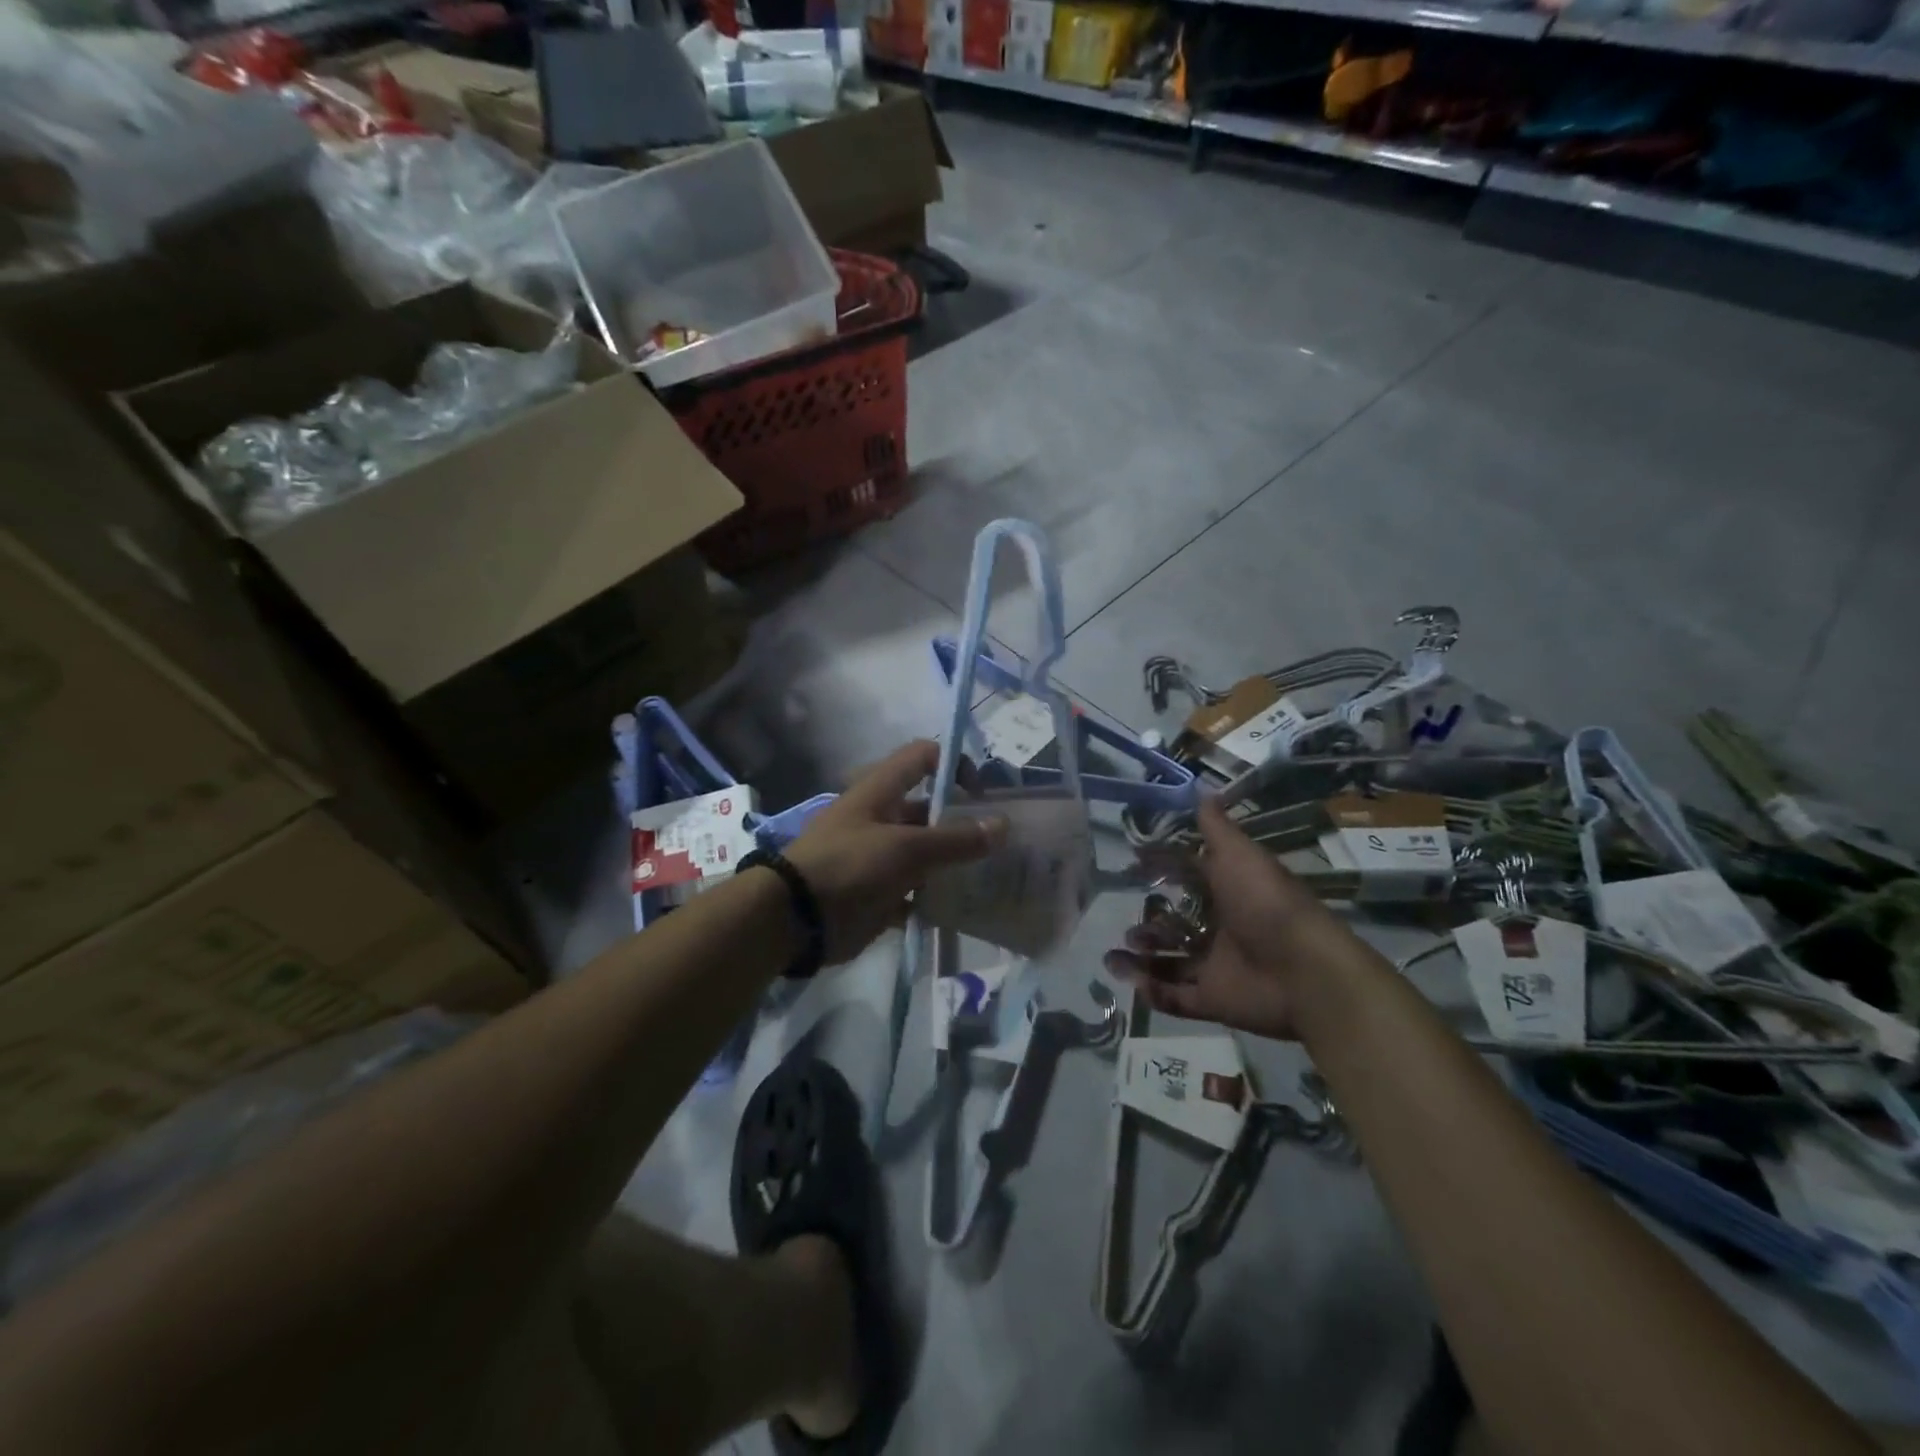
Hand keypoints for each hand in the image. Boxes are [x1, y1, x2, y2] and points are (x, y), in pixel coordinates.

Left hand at [785, 740, 1004, 964]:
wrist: (796, 919)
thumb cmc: (849, 866)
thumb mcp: (905, 848)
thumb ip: (955, 839)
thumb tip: (1003, 824)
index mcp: (881, 791)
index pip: (923, 757)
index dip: (954, 764)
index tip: (981, 794)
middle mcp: (882, 817)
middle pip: (931, 810)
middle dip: (964, 823)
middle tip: (1001, 845)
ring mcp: (879, 857)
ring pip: (926, 853)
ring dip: (954, 864)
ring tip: (992, 878)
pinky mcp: (879, 892)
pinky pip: (917, 891)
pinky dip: (936, 898)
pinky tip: (963, 909)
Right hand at [1104, 797, 1357, 1039]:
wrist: (1302, 970)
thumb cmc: (1266, 904)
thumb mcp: (1239, 856)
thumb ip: (1216, 828)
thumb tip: (1200, 788)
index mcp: (1232, 894)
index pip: (1191, 879)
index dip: (1164, 871)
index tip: (1133, 864)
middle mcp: (1224, 930)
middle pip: (1179, 927)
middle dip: (1150, 925)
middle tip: (1125, 921)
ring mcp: (1219, 968)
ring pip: (1172, 964)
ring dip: (1142, 959)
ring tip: (1113, 955)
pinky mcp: (1215, 1001)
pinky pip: (1177, 998)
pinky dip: (1153, 993)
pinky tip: (1130, 979)